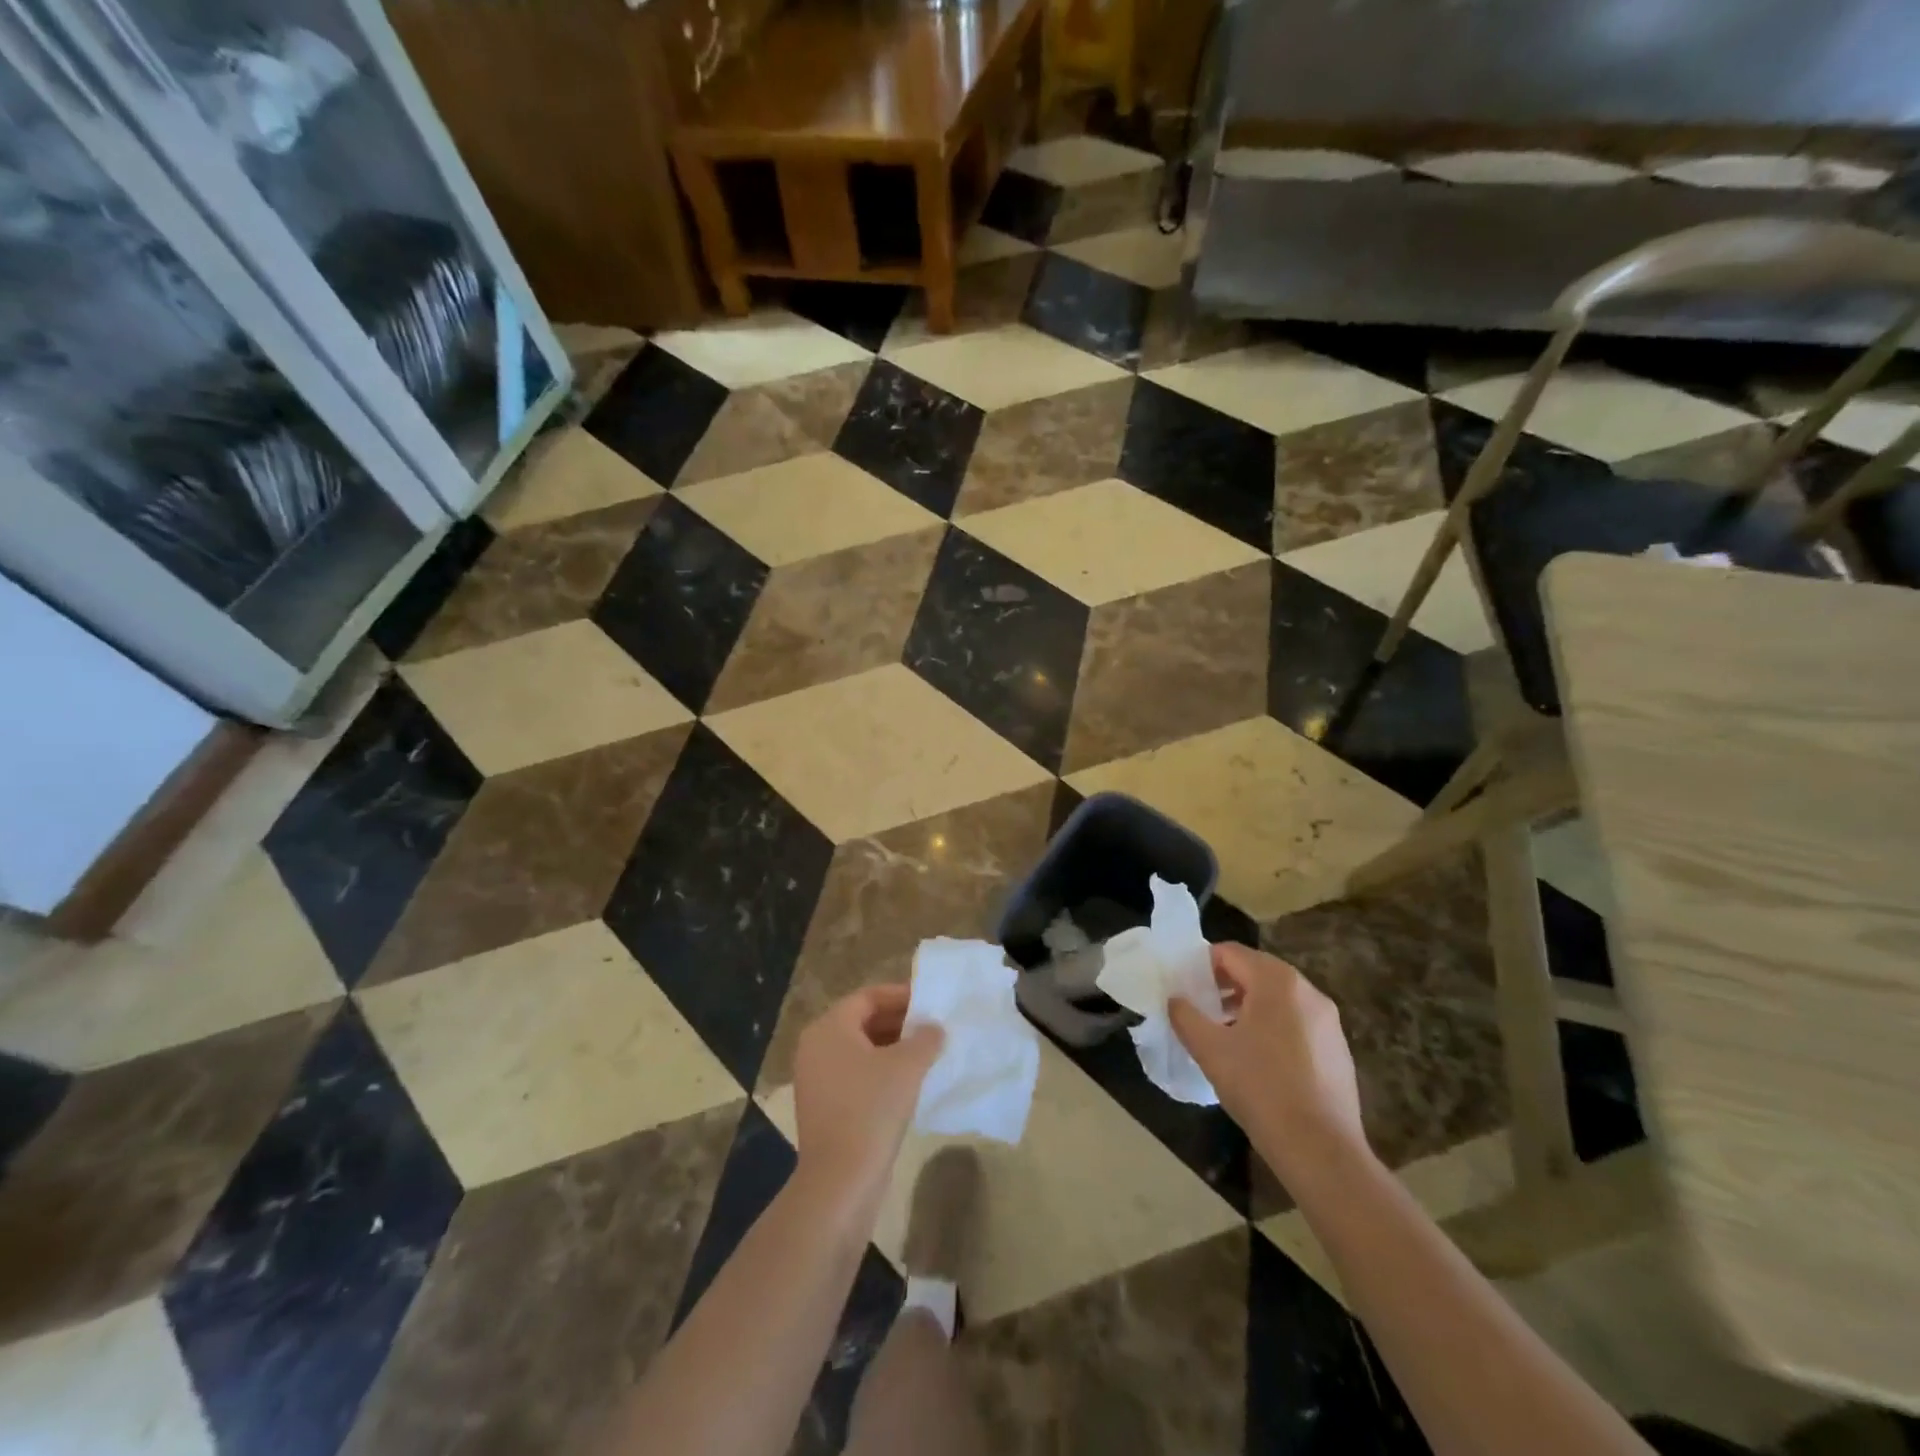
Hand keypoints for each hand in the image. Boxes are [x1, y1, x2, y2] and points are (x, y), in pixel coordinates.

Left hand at [791, 985, 942, 1214]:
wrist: (840, 1181)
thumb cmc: (872, 1109)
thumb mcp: (907, 1066)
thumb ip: (925, 1039)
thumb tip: (934, 1028)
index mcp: (829, 1028)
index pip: (867, 997)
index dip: (900, 995)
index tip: (929, 1002)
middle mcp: (815, 1047)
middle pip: (861, 1021)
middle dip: (898, 1022)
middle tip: (931, 1027)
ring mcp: (815, 1079)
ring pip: (859, 1050)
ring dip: (891, 1048)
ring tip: (925, 1054)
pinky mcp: (822, 1107)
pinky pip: (853, 1075)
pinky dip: (879, 1071)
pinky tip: (907, 1083)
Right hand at [1169, 943, 1367, 1179]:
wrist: (1320, 1149)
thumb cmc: (1260, 1088)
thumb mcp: (1210, 1049)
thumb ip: (1185, 1016)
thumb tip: (1176, 1000)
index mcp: (1277, 982)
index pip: (1231, 953)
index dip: (1202, 965)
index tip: (1184, 986)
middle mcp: (1308, 991)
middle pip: (1257, 972)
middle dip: (1224, 986)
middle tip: (1200, 1009)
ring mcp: (1328, 1021)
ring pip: (1278, 999)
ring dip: (1247, 1007)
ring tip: (1224, 1035)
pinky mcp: (1338, 1049)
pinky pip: (1297, 1023)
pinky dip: (1272, 1027)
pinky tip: (1257, 1061)